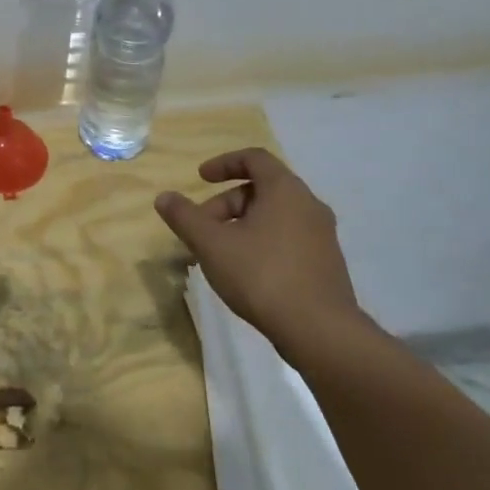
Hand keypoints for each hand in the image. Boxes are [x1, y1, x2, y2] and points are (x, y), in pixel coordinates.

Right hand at [155, 147, 366, 362]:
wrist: (320, 332)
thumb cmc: (262, 275)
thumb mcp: (211, 244)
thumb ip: (185, 217)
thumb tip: (164, 197)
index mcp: (285, 191)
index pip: (254, 158)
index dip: (224, 163)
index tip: (200, 178)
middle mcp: (309, 206)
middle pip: (262, 189)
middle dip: (226, 203)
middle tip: (202, 228)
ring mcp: (322, 236)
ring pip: (275, 216)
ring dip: (242, 225)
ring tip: (219, 253)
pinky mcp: (326, 264)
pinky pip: (288, 238)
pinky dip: (262, 242)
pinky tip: (246, 272)